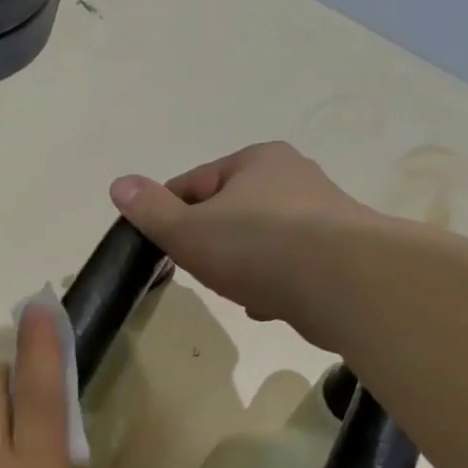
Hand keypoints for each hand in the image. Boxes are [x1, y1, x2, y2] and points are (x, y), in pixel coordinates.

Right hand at [109, 142, 377, 330]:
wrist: (349, 284)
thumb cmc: (257, 247)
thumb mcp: (187, 229)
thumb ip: (150, 210)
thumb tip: (119, 183)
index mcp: (256, 161)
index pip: (193, 184)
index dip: (169, 215)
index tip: (161, 246)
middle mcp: (294, 178)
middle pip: (228, 213)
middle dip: (208, 244)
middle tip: (198, 270)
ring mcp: (322, 216)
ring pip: (259, 242)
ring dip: (240, 267)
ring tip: (234, 291)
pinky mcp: (342, 253)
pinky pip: (290, 266)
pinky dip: (272, 283)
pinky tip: (265, 305)